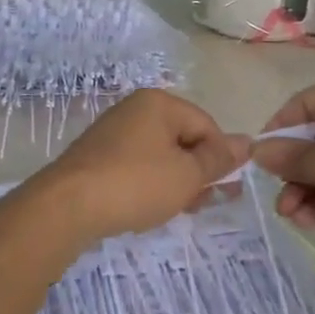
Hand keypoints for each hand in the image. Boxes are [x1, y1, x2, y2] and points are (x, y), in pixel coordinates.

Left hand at [25, 90, 247, 243]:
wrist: (67, 206)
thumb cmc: (136, 184)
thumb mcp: (187, 174)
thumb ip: (218, 159)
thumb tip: (247, 142)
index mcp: (159, 103)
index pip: (207, 125)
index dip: (220, 157)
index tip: (223, 189)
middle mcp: (134, 110)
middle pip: (182, 138)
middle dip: (199, 171)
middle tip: (206, 203)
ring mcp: (112, 133)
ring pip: (160, 155)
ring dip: (176, 181)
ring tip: (181, 209)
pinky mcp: (97, 157)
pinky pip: (136, 166)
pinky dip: (150, 184)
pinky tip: (151, 207)